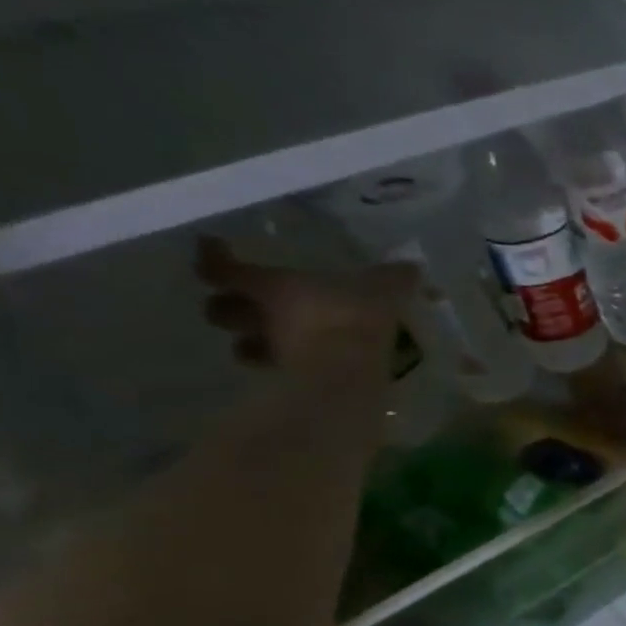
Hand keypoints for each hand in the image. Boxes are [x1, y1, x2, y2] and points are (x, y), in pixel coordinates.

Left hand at [196, 236, 416, 376]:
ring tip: (272, 342)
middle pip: (221, 310)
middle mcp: (260, 318)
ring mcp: (271, 352)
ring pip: (244, 344)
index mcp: (273, 286)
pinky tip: (301, 365)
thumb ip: (393, 277)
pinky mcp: (287, 380)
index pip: (223, 268)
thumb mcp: (384, 289)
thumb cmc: (357, 318)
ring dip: (252, 342)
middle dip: (229, 306)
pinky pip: (277, 369)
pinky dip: (282, 366)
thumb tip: (411, 267)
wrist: (352, 371)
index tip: (214, 246)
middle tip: (246, 303)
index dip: (215, 257)